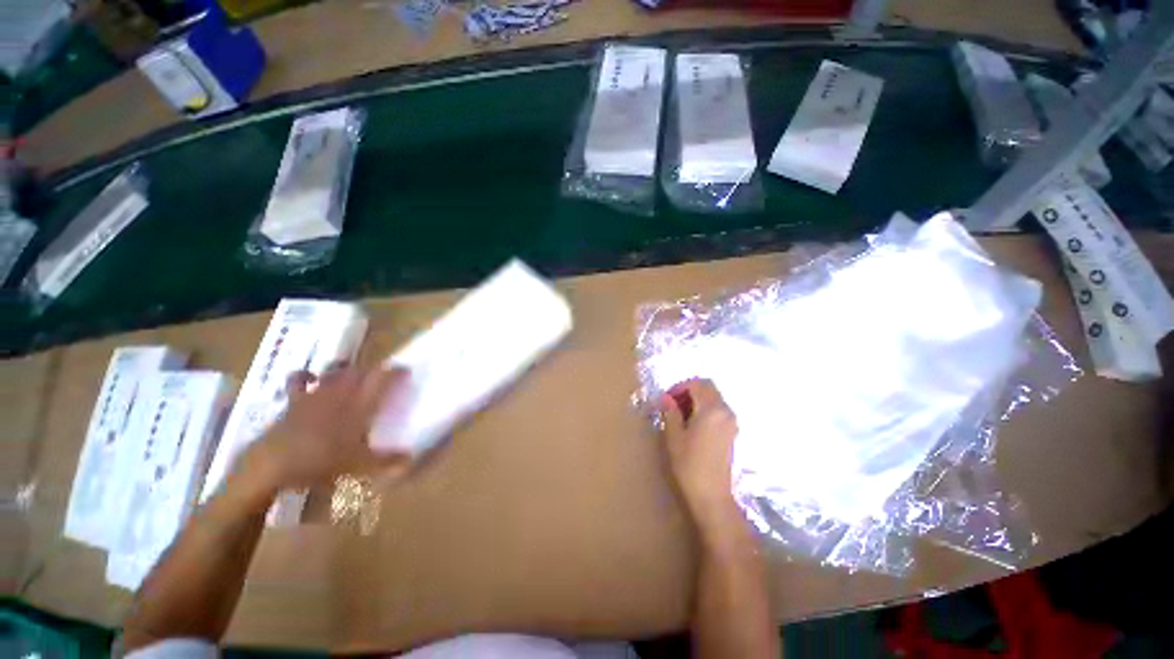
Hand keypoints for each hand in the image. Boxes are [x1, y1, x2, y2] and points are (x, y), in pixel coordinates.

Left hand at [236, 365, 412, 497]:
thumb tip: (410, 457)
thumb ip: (384, 461)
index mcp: (356, 407)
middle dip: (370, 372)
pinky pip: (301, 379)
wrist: (280, 459)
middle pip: (357, 373)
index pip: (379, 381)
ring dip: (343, 372)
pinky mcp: (295, 399)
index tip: (405, 371)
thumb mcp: (359, 468)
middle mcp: (337, 393)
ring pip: (332, 373)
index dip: (394, 374)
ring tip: (350, 376)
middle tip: (380, 379)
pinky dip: (307, 375)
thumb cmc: (323, 463)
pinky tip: (311, 378)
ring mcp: (314, 394)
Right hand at [660, 379, 742, 538]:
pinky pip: (719, 413)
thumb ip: (671, 414)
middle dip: (690, 392)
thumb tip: (666, 399)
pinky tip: (693, 429)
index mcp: (712, 409)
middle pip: (709, 389)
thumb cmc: (689, 466)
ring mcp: (732, 422)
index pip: (699, 384)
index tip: (666, 400)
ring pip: (715, 400)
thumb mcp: (674, 439)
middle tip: (671, 407)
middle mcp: (726, 411)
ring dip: (698, 403)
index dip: (681, 387)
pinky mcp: (732, 434)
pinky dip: (706, 413)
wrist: (711, 494)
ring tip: (680, 420)